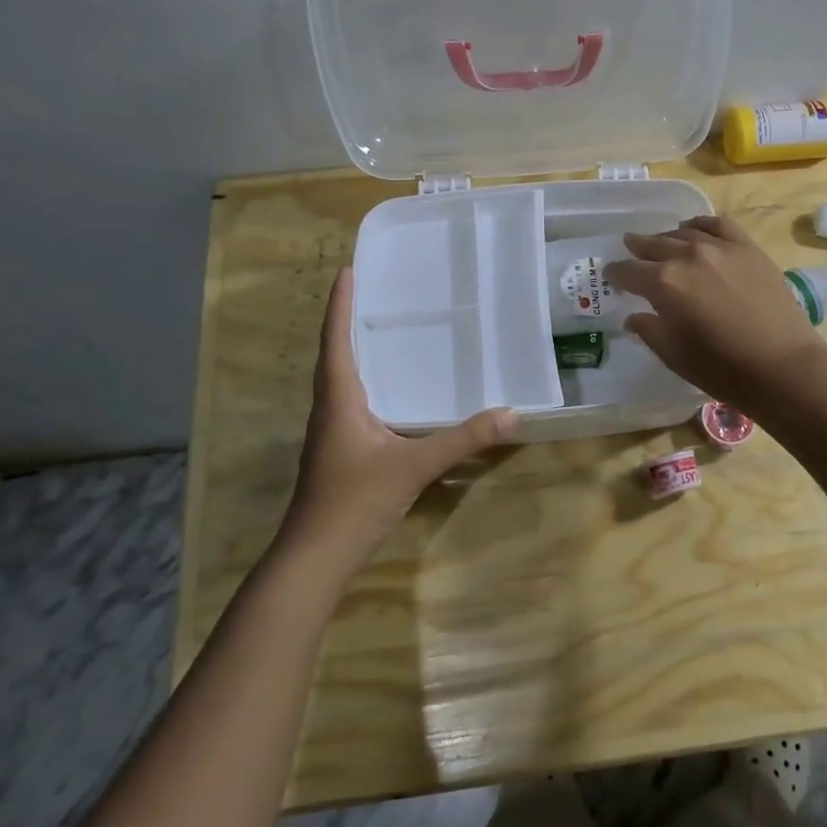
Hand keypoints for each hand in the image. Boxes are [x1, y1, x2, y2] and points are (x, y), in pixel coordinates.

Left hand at [275, 269, 515, 575]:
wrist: (316, 557)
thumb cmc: (355, 501)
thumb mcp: (413, 466)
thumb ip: (462, 440)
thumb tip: (511, 413)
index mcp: (339, 399)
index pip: (336, 340)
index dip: (340, 304)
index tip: (347, 270)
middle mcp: (330, 408)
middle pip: (335, 354)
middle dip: (349, 320)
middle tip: (372, 291)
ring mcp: (332, 431)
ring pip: (341, 379)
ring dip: (355, 350)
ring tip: (382, 329)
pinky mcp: (340, 450)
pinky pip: (352, 401)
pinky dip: (366, 381)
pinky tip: (391, 390)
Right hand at [603, 216, 826, 411]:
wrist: (782, 365)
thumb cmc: (722, 368)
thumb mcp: (674, 355)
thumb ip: (650, 330)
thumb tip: (634, 316)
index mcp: (663, 283)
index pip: (629, 271)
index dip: (616, 274)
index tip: (610, 275)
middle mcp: (687, 256)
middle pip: (654, 246)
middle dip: (638, 249)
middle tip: (630, 250)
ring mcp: (720, 248)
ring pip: (684, 233)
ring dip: (667, 238)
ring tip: (660, 243)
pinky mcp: (748, 248)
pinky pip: (718, 225)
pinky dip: (700, 224)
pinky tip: (695, 229)